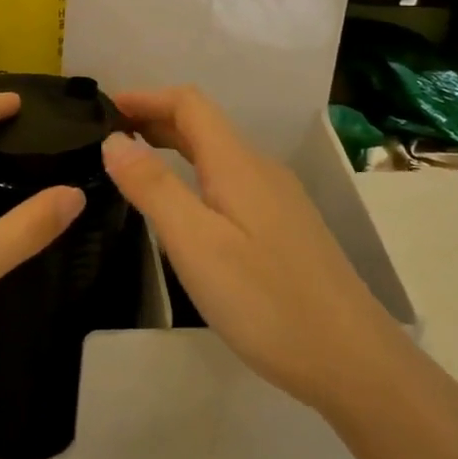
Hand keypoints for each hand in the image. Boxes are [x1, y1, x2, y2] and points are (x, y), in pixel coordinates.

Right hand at [101, 87, 400, 412]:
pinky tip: (183, 206)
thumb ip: (153, 187)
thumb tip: (114, 139)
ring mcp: (277, 200)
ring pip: (217, 155)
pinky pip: (229, 182)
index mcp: (237, 164)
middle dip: (154, 119)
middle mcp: (260, 170)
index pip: (189, 104)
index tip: (104, 107)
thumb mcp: (195, 243)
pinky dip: (193, 174)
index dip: (146, 97)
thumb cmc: (266, 300)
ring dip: (173, 147)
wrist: (353, 361)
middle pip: (203, 125)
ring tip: (133, 164)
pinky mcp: (284, 228)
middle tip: (108, 136)